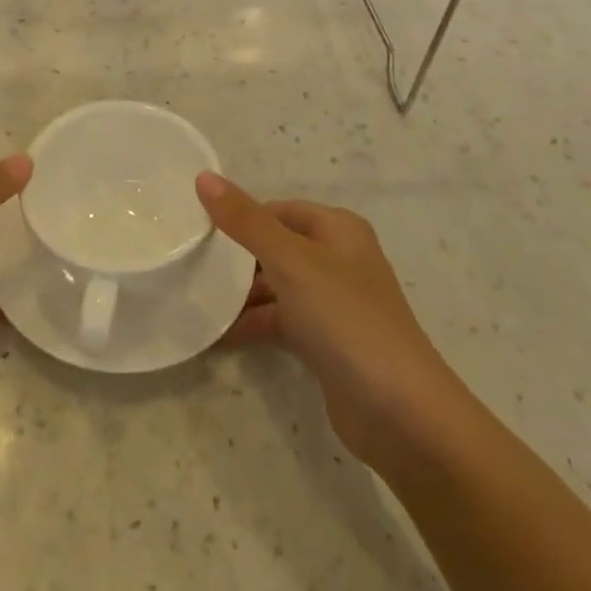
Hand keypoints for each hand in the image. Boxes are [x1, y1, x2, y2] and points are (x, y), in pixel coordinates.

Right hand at [199, 173, 462, 467]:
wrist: (400, 413)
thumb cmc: (346, 319)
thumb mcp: (291, 261)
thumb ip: (245, 221)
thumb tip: (203, 177)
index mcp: (337, 230)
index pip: (277, 210)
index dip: (239, 216)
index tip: (196, 230)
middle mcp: (338, 260)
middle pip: (276, 247)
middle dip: (236, 256)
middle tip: (190, 263)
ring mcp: (333, 303)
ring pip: (277, 286)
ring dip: (240, 294)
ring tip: (195, 299)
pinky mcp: (327, 342)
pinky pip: (281, 321)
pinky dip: (253, 324)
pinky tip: (217, 334)